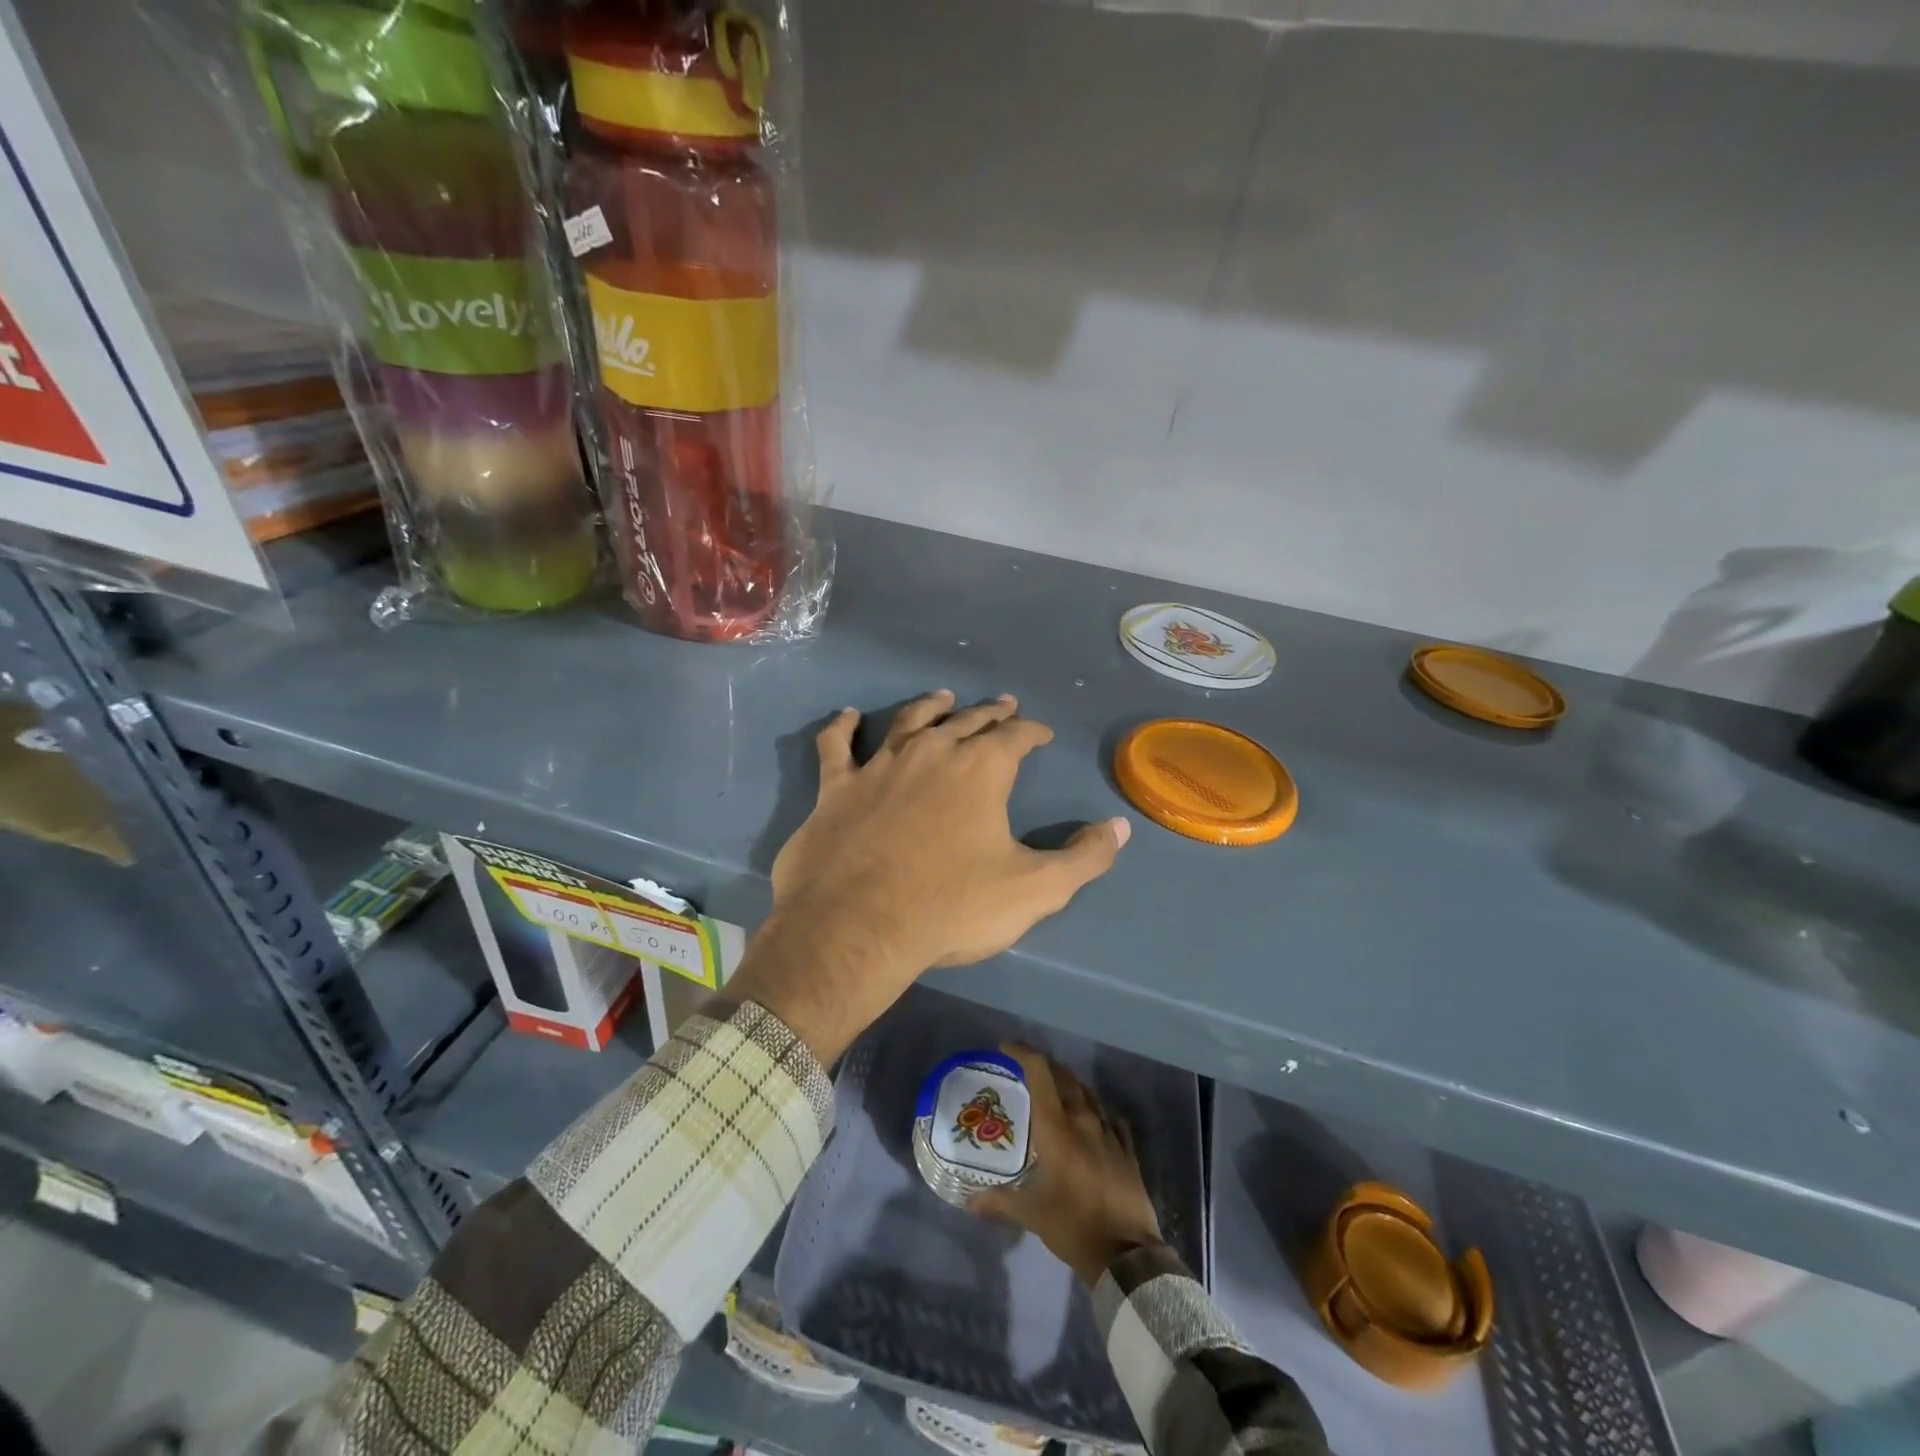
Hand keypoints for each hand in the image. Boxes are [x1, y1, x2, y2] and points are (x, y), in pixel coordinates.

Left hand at [729, 690, 1130, 1063]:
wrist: (857, 928)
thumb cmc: (951, 907)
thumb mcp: (1035, 890)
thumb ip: (1084, 858)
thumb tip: (1119, 828)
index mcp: (981, 770)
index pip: (1015, 737)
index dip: (1032, 731)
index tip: (1041, 733)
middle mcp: (932, 753)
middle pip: (966, 721)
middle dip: (989, 713)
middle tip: (1003, 706)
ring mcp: (879, 765)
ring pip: (910, 721)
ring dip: (930, 706)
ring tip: (943, 697)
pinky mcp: (837, 787)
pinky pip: (837, 745)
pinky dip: (843, 727)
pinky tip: (848, 716)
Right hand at [974, 1042, 1163, 1286]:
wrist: (1126, 1255)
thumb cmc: (1073, 1226)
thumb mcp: (1031, 1214)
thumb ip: (1000, 1202)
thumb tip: (970, 1203)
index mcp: (1057, 1126)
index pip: (1039, 1071)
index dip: (1022, 1052)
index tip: (1005, 1049)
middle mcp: (1083, 1119)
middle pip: (1064, 1076)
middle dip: (1043, 1066)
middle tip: (1025, 1071)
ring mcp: (1109, 1132)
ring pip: (1088, 1093)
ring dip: (1069, 1085)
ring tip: (1054, 1092)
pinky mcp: (1127, 1149)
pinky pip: (1109, 1117)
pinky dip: (1095, 1110)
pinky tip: (1091, 1120)